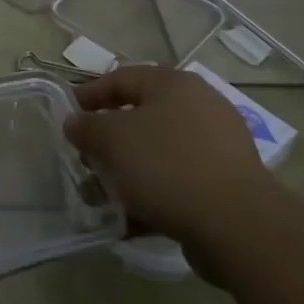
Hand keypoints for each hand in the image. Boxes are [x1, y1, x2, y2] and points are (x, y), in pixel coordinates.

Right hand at [68, 66, 274, 243]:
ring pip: (158, 152)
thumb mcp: (113, 140)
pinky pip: (178, 181)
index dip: (89, 95)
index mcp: (174, 84)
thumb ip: (86, 127)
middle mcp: (199, 106)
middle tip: (85, 158)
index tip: (66, 115)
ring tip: (103, 194)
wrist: (236, 225)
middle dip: (108, 139)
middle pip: (141, 115)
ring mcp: (217, 146)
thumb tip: (74, 122)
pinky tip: (130, 219)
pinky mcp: (225, 183)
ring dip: (128, 170)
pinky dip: (152, 195)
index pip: (121, 78)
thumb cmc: (167, 166)